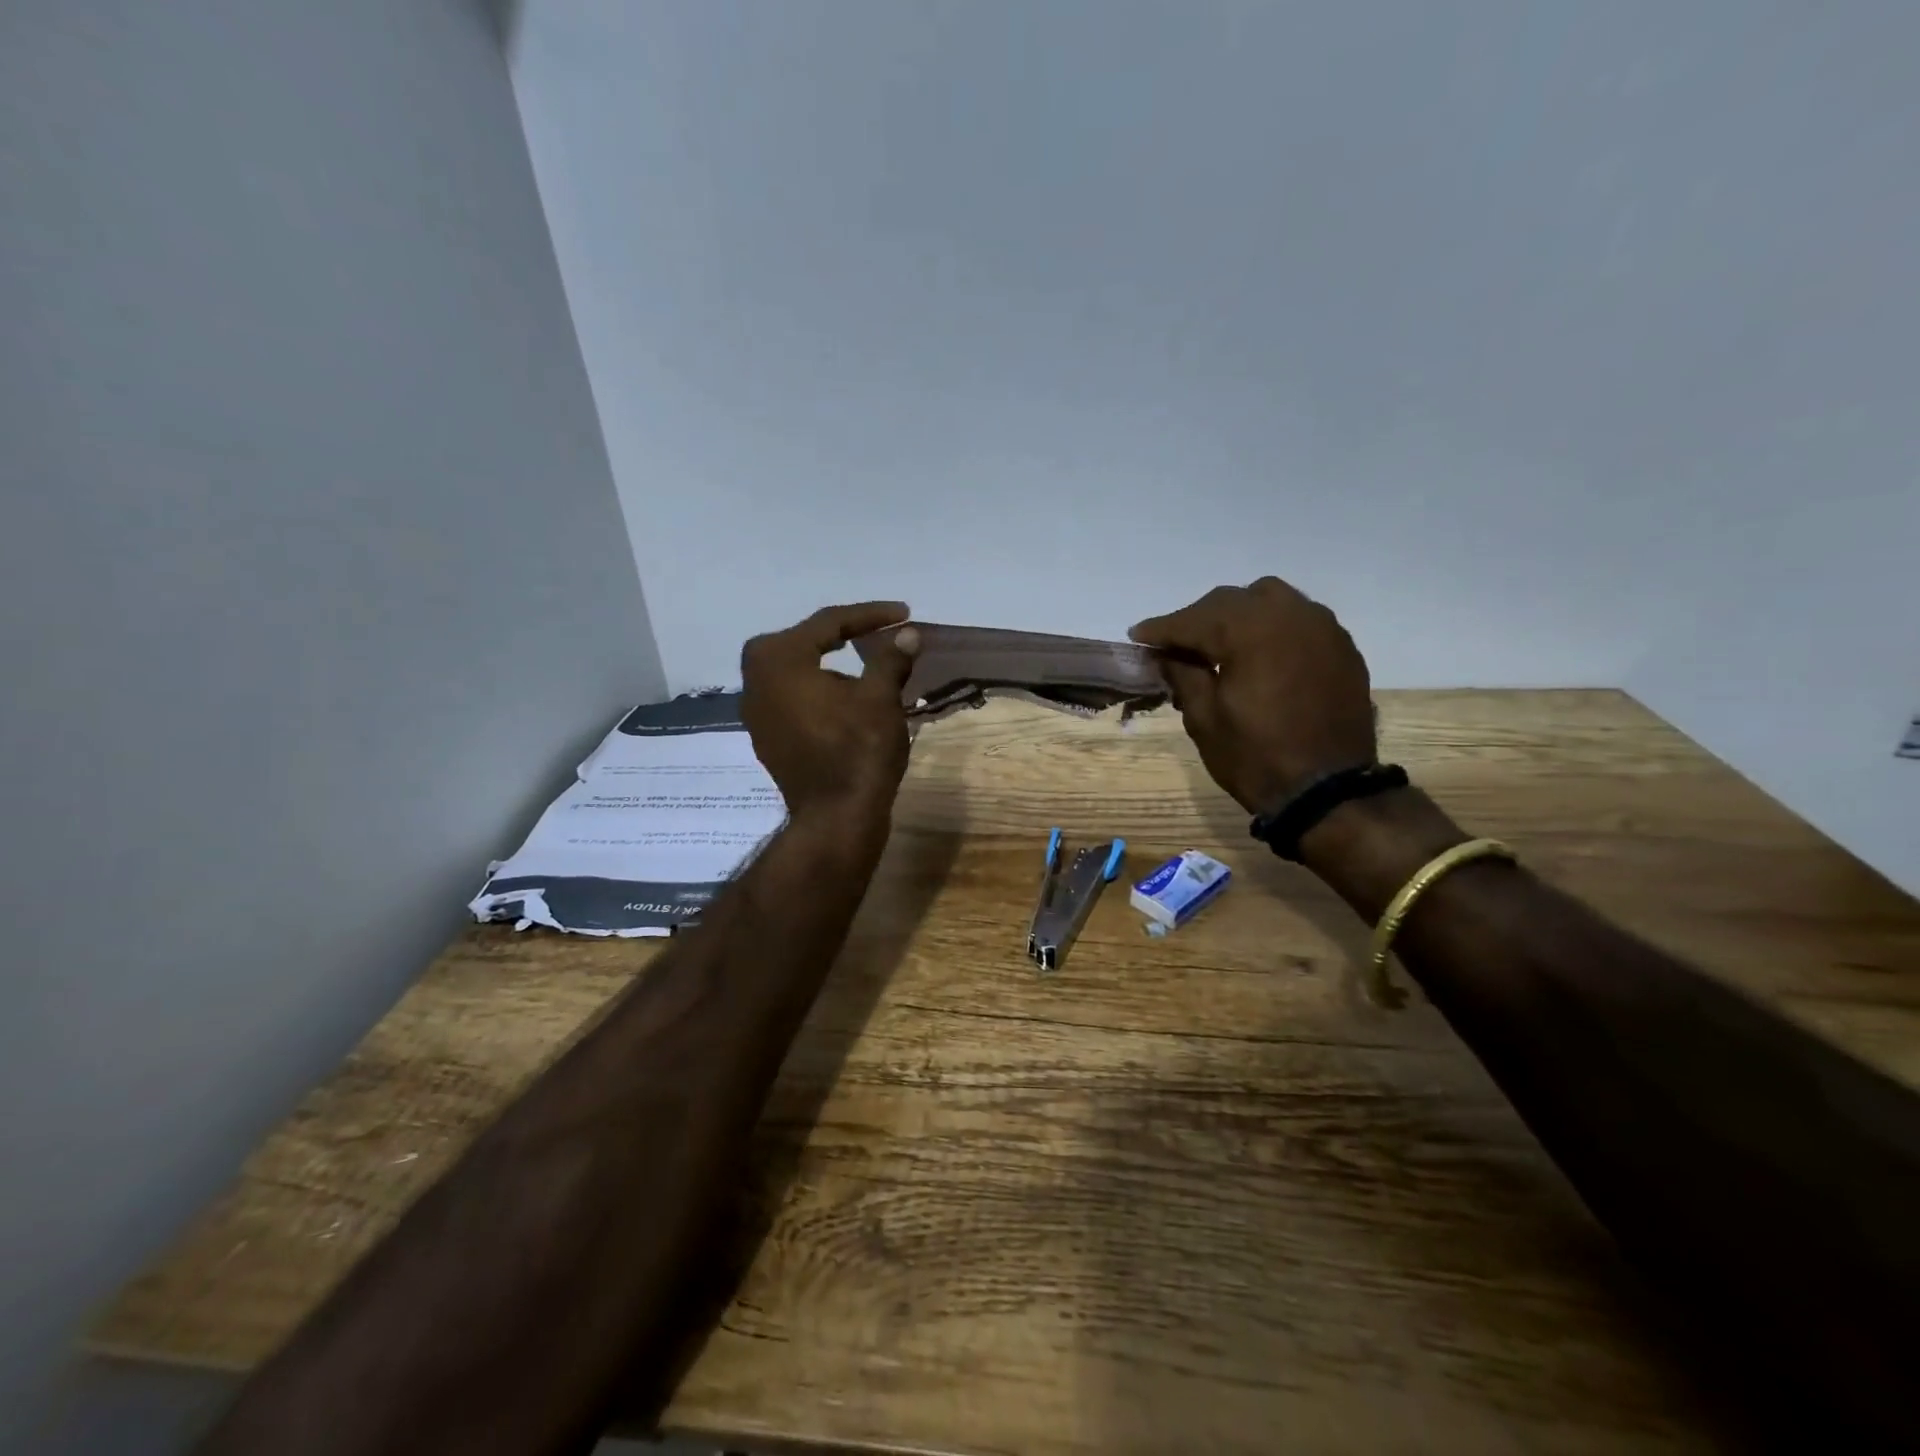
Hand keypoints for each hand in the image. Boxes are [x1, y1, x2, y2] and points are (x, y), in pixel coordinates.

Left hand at [741, 602, 920, 829]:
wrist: (836, 818)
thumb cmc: (858, 750)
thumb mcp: (881, 698)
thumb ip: (890, 658)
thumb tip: (908, 634)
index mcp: (778, 659)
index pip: (829, 623)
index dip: (871, 616)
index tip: (904, 614)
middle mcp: (755, 680)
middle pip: (804, 642)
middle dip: (843, 636)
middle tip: (876, 634)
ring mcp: (757, 712)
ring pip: (797, 671)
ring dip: (830, 664)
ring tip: (867, 667)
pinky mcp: (767, 737)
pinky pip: (793, 698)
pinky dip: (819, 691)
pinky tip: (846, 700)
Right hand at [1129, 577, 1375, 813]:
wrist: (1327, 791)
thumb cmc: (1255, 756)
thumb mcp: (1204, 718)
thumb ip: (1182, 674)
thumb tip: (1165, 653)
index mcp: (1250, 630)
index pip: (1194, 619)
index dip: (1162, 628)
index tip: (1137, 636)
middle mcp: (1289, 614)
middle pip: (1230, 601)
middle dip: (1197, 620)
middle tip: (1173, 645)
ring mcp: (1322, 627)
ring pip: (1268, 600)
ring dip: (1236, 615)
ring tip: (1216, 644)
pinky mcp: (1341, 647)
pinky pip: (1297, 619)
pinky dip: (1270, 627)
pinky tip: (1256, 653)